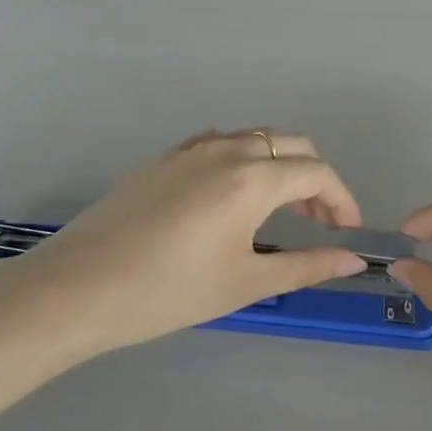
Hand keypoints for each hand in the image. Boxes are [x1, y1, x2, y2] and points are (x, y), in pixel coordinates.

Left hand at [0, 130, 367, 364]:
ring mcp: (191, 149)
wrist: (78, 287)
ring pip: (255, 139)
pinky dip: (244, 160)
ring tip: (278, 212)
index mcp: (252, 178)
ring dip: (279, 166)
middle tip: (317, 223)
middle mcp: (226, 149)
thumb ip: (306, 266)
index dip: (342, 200)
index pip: (317, 173)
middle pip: (291, 145)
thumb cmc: (168, 291)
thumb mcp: (245, 283)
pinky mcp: (164, 158)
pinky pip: (220, 143)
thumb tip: (353, 262)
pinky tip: (231, 199)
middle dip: (315, 180)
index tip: (347, 234)